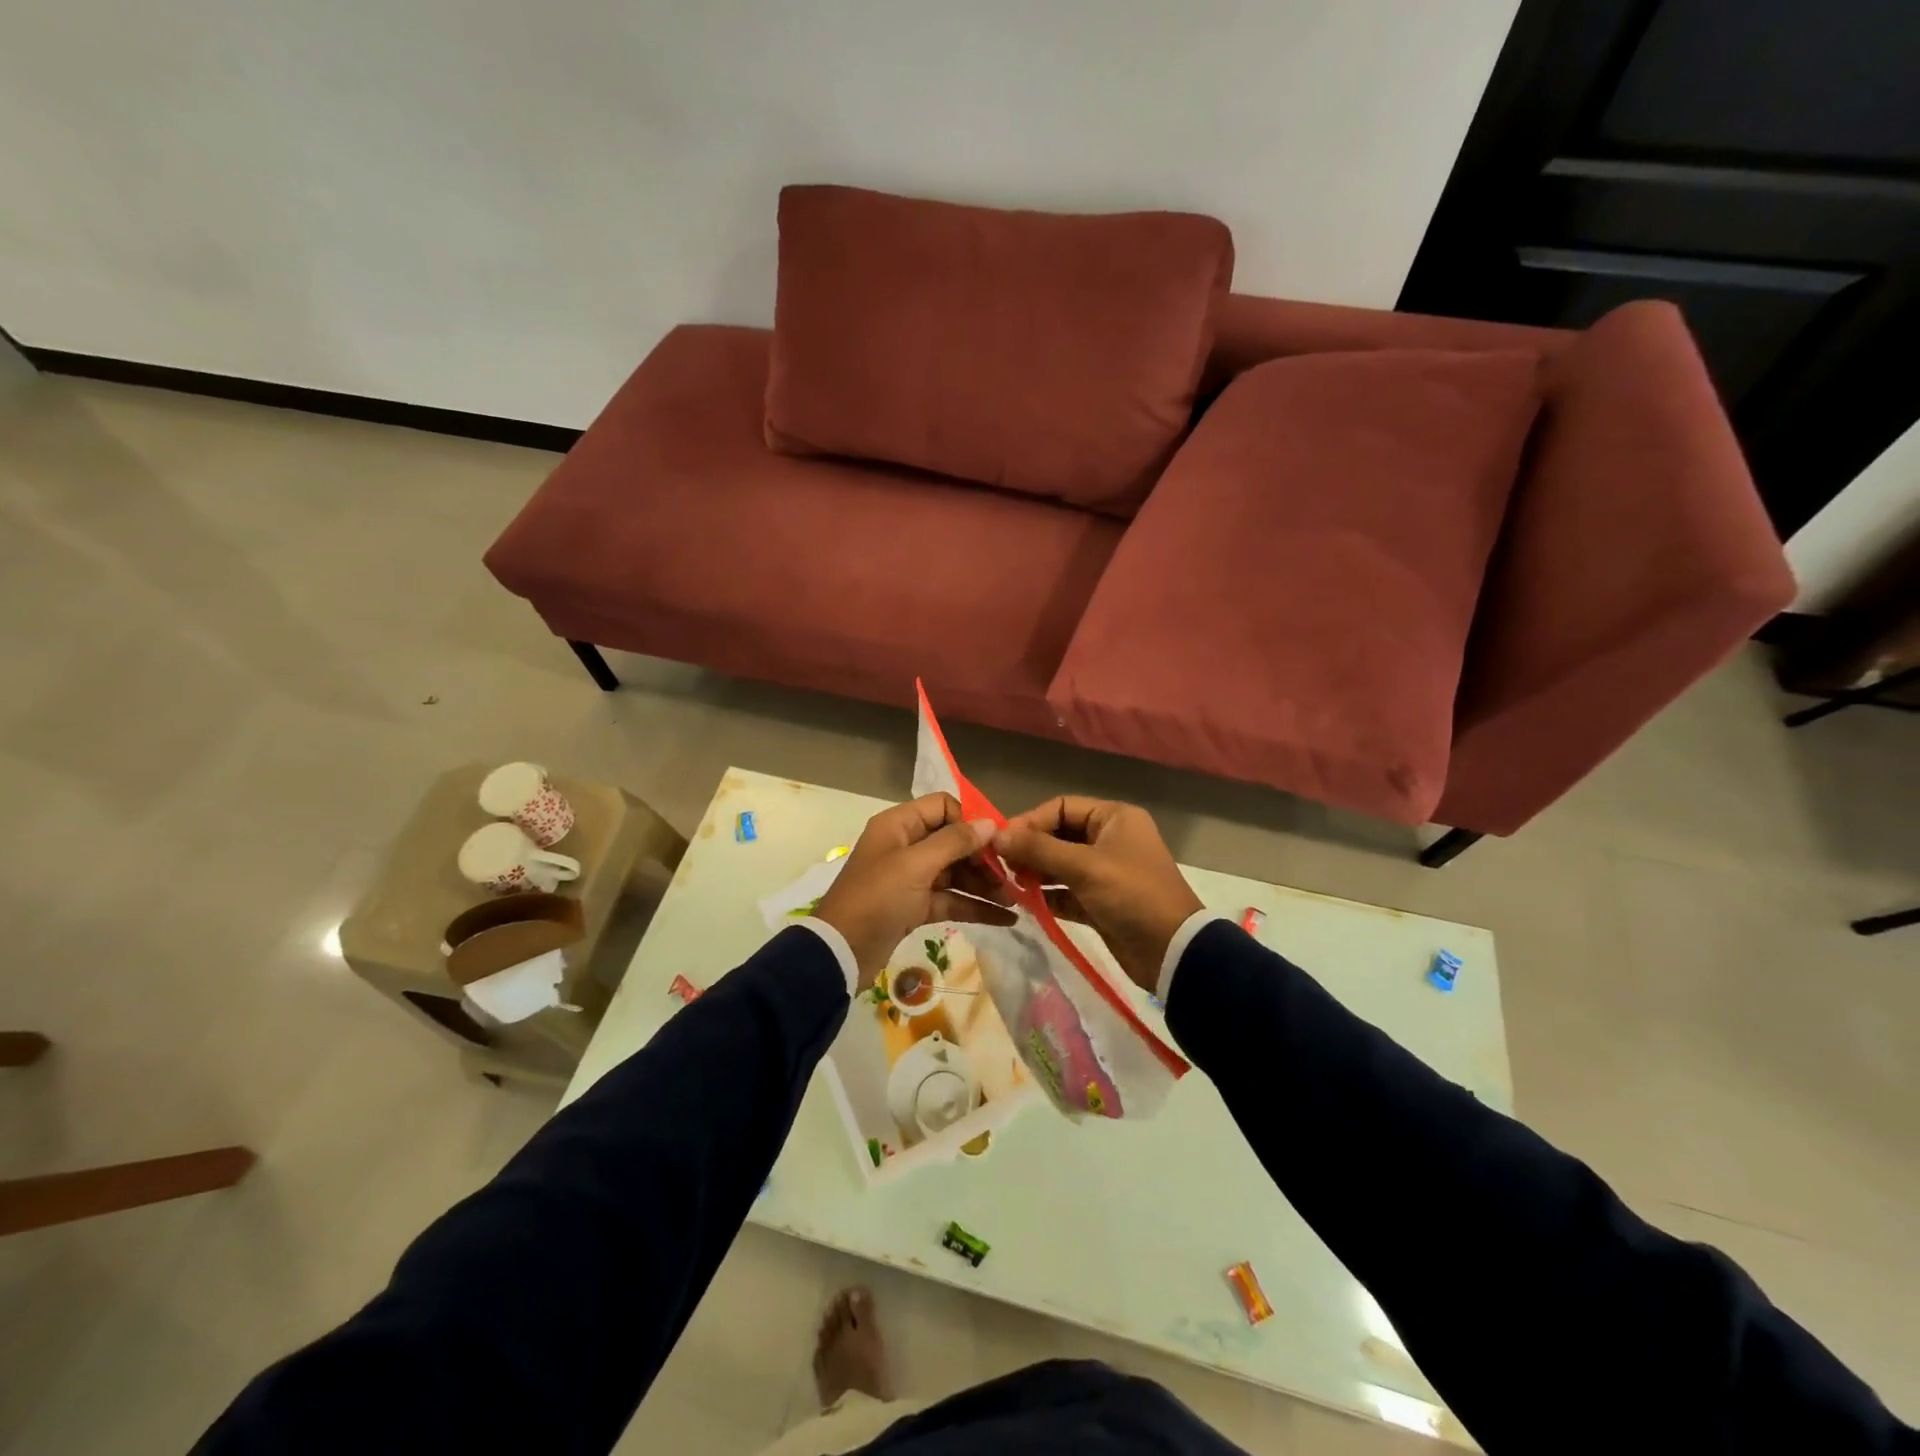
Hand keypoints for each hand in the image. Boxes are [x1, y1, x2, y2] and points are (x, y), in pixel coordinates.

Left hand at [813, 793, 1014, 987]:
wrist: (841, 952)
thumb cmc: (877, 898)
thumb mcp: (915, 865)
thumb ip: (954, 842)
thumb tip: (990, 823)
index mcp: (899, 825)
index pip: (943, 807)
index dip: (970, 821)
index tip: (997, 842)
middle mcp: (906, 845)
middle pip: (954, 841)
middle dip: (984, 858)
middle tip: (1013, 876)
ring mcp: (911, 877)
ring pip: (956, 872)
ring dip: (985, 884)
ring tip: (1016, 900)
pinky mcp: (915, 906)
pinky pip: (951, 899)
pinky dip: (975, 906)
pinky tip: (1006, 918)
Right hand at [992, 797, 1202, 993]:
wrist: (1172, 951)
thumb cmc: (1131, 894)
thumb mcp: (1084, 867)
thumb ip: (1038, 849)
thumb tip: (996, 835)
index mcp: (1114, 818)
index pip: (1062, 807)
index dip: (1030, 821)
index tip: (1001, 840)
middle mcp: (1110, 839)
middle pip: (1059, 835)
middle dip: (1030, 848)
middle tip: (1001, 864)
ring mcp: (1106, 872)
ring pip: (1060, 864)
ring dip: (1035, 872)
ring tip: (1009, 883)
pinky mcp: (1100, 902)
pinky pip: (1066, 891)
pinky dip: (1047, 895)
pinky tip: (1025, 901)